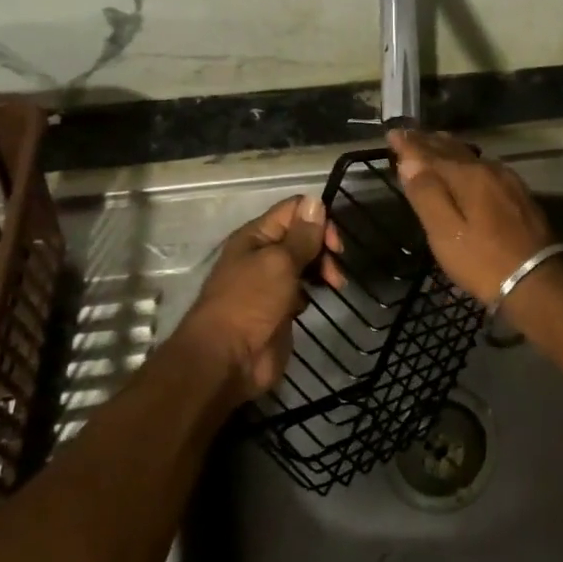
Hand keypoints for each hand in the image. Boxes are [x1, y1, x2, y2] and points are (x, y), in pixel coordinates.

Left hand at [174, 195, 338, 402]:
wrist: (227, 361)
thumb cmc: (250, 303)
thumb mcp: (280, 262)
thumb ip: (302, 235)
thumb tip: (316, 200)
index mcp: (256, 235)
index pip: (294, 210)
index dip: (318, 219)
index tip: (335, 244)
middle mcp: (262, 253)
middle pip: (303, 235)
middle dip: (323, 247)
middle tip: (335, 270)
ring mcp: (269, 282)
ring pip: (304, 262)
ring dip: (322, 268)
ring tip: (334, 285)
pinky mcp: (278, 307)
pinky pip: (301, 289)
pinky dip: (311, 291)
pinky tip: (310, 303)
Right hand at [388, 129, 557, 318]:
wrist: (537, 281)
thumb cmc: (483, 261)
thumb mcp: (446, 233)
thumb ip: (427, 194)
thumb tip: (409, 161)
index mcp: (468, 176)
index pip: (430, 153)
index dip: (409, 143)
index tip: (391, 134)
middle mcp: (488, 169)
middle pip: (452, 149)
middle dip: (428, 141)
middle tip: (408, 133)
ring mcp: (507, 180)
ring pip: (470, 155)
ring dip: (448, 148)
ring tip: (434, 142)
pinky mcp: (519, 194)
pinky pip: (484, 166)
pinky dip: (466, 161)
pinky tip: (467, 166)